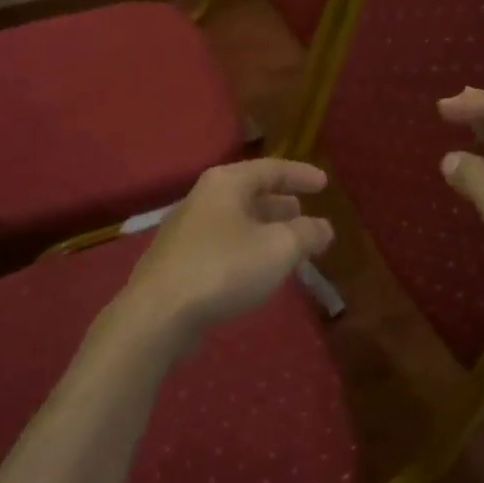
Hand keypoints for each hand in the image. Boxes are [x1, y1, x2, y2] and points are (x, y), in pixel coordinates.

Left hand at [118, 158, 334, 349]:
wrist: (158, 314)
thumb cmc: (224, 269)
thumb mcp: (278, 248)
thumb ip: (306, 234)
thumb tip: (323, 227)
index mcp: (226, 183)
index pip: (271, 169)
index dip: (301, 175)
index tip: (325, 183)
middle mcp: (203, 198)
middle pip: (249, 192)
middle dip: (280, 203)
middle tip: (304, 212)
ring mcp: (185, 230)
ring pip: (235, 220)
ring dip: (264, 228)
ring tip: (288, 242)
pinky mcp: (177, 261)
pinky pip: (222, 244)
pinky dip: (246, 248)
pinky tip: (257, 269)